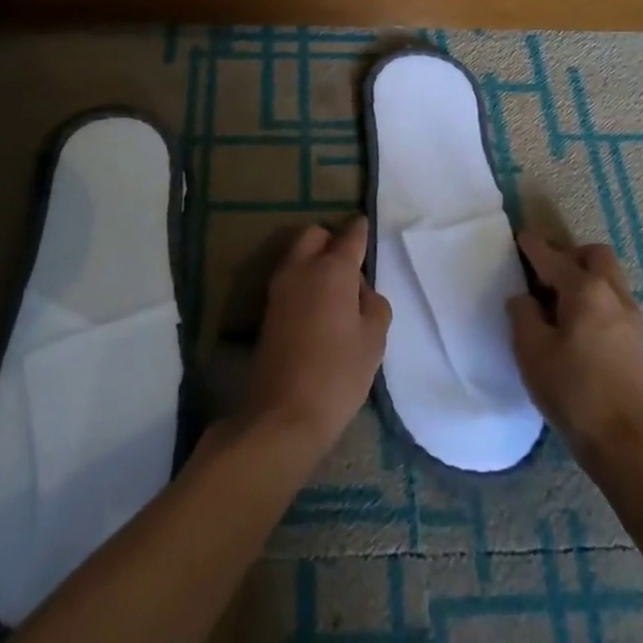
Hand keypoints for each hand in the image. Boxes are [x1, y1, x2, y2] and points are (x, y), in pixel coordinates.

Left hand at [239, 217, 390, 461]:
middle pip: (314, 235)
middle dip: (331, 242)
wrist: (283, 413)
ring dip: (315, 262)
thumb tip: (360, 292)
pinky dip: (304, 283)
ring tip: (337, 295)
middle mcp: (301, 268)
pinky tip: (320, 312)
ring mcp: (279, 288)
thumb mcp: (374, 339)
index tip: (367, 228)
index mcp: (332, 269)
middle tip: (351, 271)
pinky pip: (290, 279)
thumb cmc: (338, 374)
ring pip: (298, 255)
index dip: (361, 230)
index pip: (350, 235)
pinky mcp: (268, 310)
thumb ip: (374, 304)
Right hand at [507, 229, 642, 458]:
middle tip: (545, 276)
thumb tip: (525, 298)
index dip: (532, 245)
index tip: (519, 238)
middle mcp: (614, 294)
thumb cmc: (574, 392)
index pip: (552, 256)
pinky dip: (597, 302)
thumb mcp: (531, 351)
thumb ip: (522, 314)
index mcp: (585, 290)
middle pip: (594, 255)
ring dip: (585, 279)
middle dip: (569, 255)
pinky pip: (616, 304)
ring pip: (609, 279)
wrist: (628, 445)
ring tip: (561, 305)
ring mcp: (634, 319)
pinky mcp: (641, 343)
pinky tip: (580, 330)